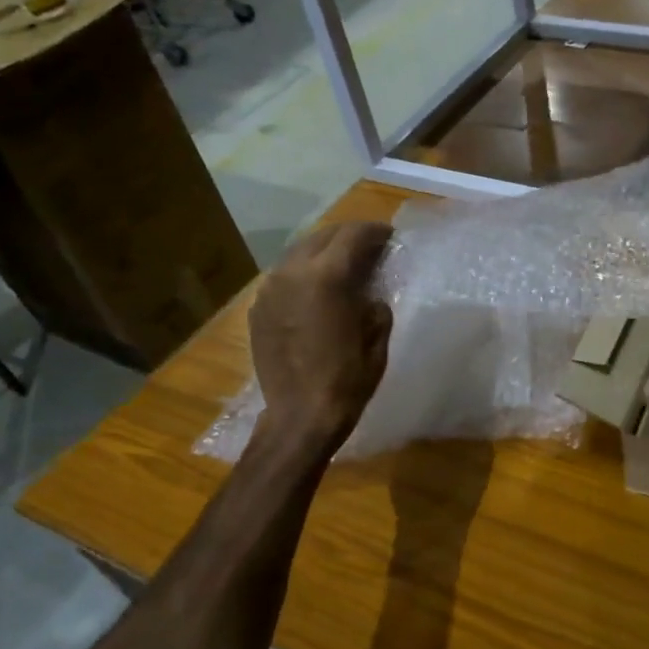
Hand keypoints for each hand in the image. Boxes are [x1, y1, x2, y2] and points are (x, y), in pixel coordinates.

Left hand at [246, 222, 392, 453]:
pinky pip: (284, 276)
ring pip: (299, 253)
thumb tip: (369, 290)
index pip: (353, 235)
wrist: (300, 416)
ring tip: (344, 266)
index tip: (390, 238)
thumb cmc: (348, 379)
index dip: (375, 232)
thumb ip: (375, 302)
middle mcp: (292, 273)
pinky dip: (304, 273)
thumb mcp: (377, 337)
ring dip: (324, 252)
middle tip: (370, 248)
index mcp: (327, 277)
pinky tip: (317, 290)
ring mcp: (270, 289)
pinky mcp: (258, 308)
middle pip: (322, 236)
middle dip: (348, 237)